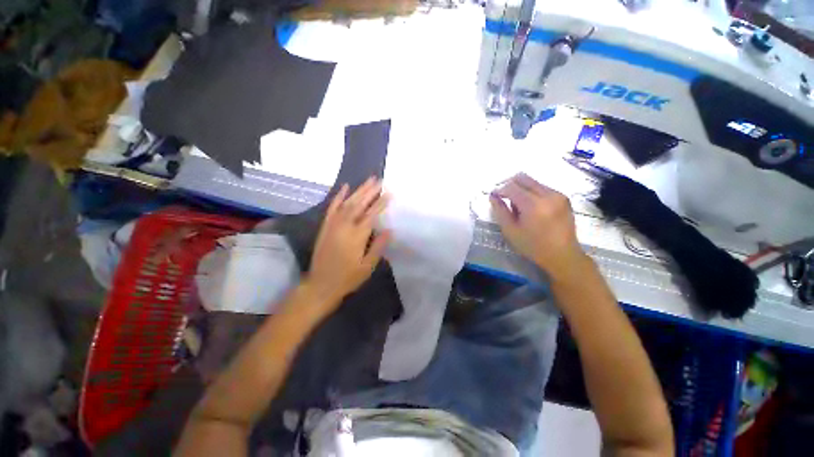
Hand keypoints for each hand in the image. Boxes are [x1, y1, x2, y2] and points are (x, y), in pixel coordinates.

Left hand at [304, 177, 390, 313]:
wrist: (321, 284)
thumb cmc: (348, 277)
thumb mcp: (367, 266)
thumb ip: (378, 246)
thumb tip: (389, 230)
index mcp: (357, 236)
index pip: (371, 214)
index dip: (381, 203)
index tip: (389, 193)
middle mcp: (345, 226)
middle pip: (359, 204)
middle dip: (370, 191)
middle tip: (379, 180)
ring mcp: (333, 224)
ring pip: (347, 203)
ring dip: (358, 190)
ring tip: (368, 180)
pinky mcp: (326, 226)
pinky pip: (332, 207)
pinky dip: (338, 196)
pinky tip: (345, 187)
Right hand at [490, 173, 586, 279]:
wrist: (563, 255)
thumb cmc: (533, 246)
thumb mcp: (510, 231)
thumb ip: (500, 211)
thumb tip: (493, 196)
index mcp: (533, 204)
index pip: (511, 187)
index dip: (499, 190)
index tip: (494, 197)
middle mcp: (548, 194)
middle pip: (523, 178)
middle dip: (509, 185)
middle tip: (503, 197)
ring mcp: (558, 195)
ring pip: (533, 181)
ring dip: (521, 189)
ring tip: (518, 207)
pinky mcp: (563, 197)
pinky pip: (542, 187)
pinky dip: (532, 192)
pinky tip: (531, 208)